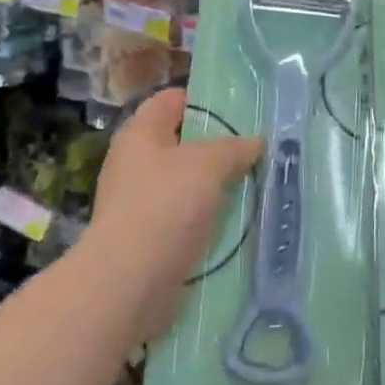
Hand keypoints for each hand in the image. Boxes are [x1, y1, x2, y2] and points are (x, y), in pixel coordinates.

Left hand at [80, 88, 262, 343]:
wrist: (129, 285)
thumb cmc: (165, 206)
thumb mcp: (209, 164)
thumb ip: (235, 148)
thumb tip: (255, 142)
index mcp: (140, 133)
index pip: (172, 99)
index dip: (204, 100)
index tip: (240, 110)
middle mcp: (134, 163)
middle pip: (180, 143)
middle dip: (217, 147)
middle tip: (255, 150)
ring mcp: (138, 203)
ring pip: (185, 183)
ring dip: (215, 187)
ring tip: (254, 185)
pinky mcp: (147, 240)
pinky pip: (183, 219)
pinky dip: (206, 220)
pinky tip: (236, 223)